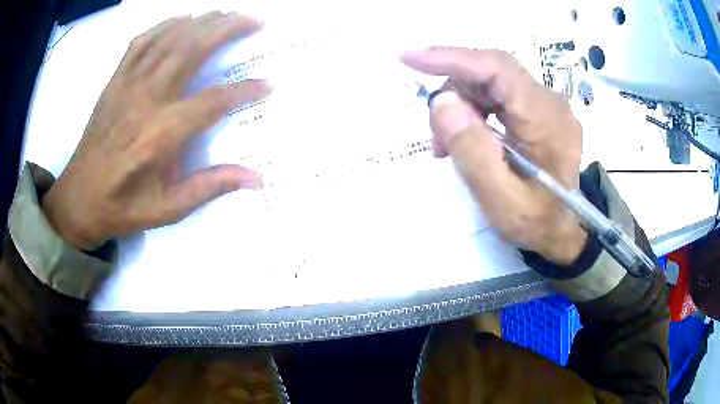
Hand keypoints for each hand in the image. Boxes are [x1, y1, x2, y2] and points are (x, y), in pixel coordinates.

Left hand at [42, 13, 270, 249]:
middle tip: (255, 20)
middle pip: (192, 50)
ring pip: (170, 39)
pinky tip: (182, 20)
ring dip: (202, 22)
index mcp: (161, 136)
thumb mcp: (167, 210)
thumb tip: (255, 179)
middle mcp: (146, 101)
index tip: (268, 84)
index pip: (213, 101)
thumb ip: (209, 187)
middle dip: (227, 29)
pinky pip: (141, 42)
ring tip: (227, 14)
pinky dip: (164, 25)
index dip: (244, 90)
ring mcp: (127, 85)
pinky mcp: (115, 81)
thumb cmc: (122, 207)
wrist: (78, 199)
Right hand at [401, 48, 585, 264]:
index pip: (496, 69)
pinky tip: (467, 136)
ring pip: (490, 82)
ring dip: (462, 105)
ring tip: (449, 145)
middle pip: (490, 72)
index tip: (409, 58)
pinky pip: (497, 94)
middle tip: (437, 137)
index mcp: (547, 120)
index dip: (451, 58)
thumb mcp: (502, 203)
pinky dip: (474, 110)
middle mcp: (549, 102)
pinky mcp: (538, 110)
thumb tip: (443, 102)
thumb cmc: (537, 224)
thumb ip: (474, 154)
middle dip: (454, 93)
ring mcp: (545, 104)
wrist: (561, 231)